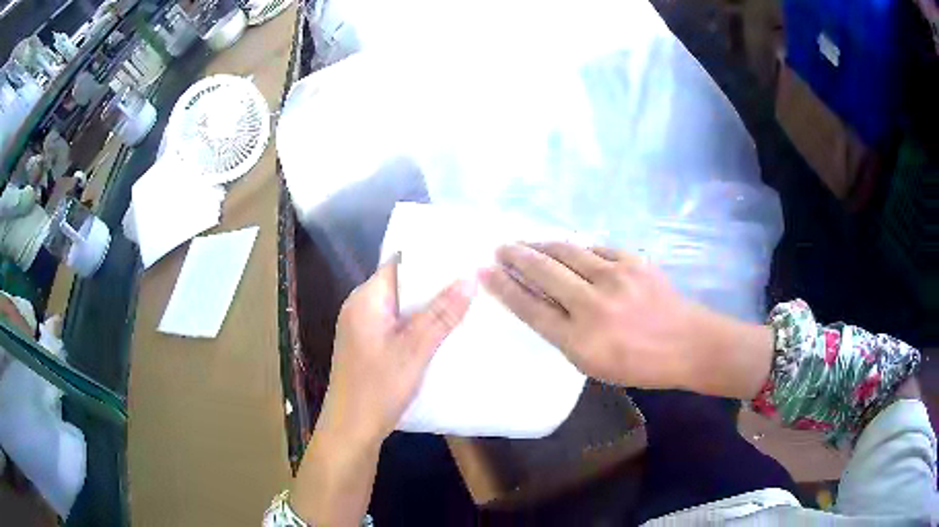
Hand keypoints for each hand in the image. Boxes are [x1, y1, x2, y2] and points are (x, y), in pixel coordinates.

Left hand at [318, 258, 475, 447]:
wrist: (351, 429)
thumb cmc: (378, 387)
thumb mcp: (415, 350)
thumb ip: (442, 314)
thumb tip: (471, 277)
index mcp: (365, 299)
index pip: (399, 263)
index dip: (430, 257)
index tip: (462, 254)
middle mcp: (360, 306)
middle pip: (401, 283)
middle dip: (434, 282)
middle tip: (472, 277)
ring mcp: (362, 327)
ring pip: (400, 306)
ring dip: (427, 305)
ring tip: (466, 299)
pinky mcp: (367, 345)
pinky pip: (396, 324)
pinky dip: (417, 323)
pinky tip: (442, 329)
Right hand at [481, 242, 772, 396]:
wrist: (687, 343)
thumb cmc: (639, 365)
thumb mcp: (593, 363)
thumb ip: (563, 334)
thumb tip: (539, 301)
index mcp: (580, 340)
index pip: (530, 307)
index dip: (503, 287)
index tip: (484, 271)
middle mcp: (593, 305)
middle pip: (543, 272)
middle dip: (516, 257)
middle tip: (499, 248)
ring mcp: (614, 278)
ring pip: (566, 251)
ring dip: (540, 245)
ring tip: (525, 242)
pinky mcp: (632, 260)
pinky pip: (594, 249)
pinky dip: (575, 249)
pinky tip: (566, 249)